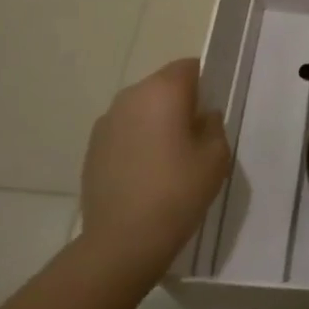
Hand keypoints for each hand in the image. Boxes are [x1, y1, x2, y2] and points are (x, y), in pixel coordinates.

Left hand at [77, 59, 230, 282]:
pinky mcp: (92, 148)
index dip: (205, 83)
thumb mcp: (216, 157)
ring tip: (171, 158)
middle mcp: (130, 96)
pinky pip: (124, 132)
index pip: (189, 67)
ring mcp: (106, 122)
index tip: (214, 109)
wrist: (122, 241)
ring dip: (157, 122)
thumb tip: (202, 116)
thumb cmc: (178, 192)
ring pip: (141, 109)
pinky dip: (137, 142)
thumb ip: (214, 126)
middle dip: (180, 102)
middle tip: (197, 135)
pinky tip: (147, 174)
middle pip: (163, 86)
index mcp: (162, 91)